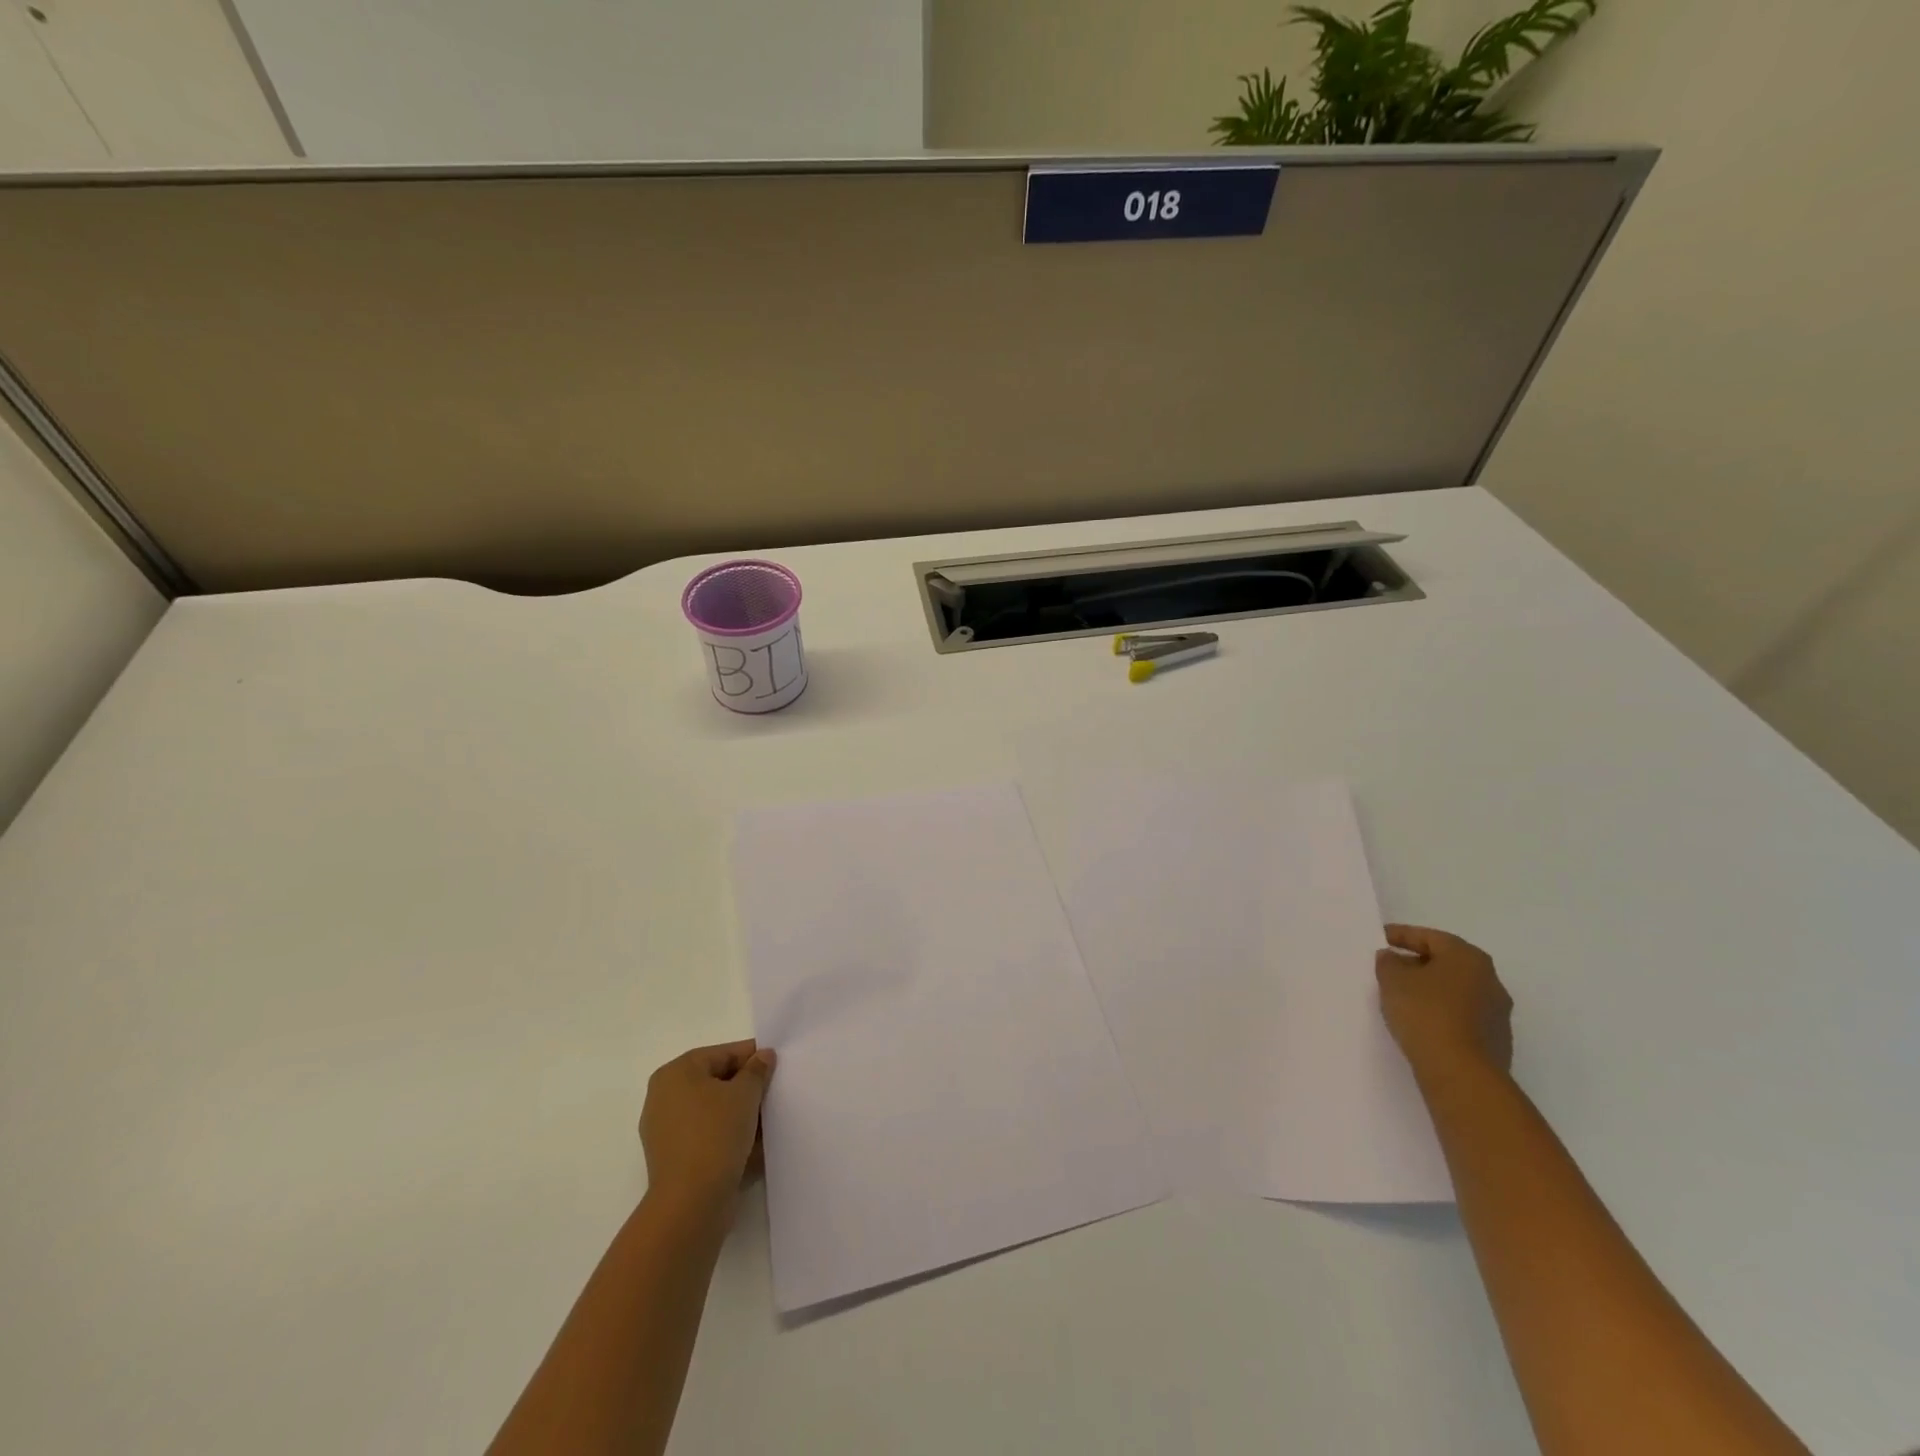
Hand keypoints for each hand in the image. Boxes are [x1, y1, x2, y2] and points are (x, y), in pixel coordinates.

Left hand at [639, 1040, 776, 1220]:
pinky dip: (727, 1135)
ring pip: (711, 1111)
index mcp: (676, 1073)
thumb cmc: (715, 1134)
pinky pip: (705, 1135)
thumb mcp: (745, 1094)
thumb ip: (756, 1070)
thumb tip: (763, 1057)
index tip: (777, 1064)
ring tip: (767, 1120)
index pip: (722, 1054)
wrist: (691, 1203)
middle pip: (715, 1081)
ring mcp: (665, 1130)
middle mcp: (664, 1097)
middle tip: (774, 1092)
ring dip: (738, 1113)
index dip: (752, 1057)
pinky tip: (753, 1144)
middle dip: (746, 1087)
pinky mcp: (672, 1159)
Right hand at [1375, 925, 1512, 1081]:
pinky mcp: (1496, 1040)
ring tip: (1401, 997)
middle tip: (1389, 968)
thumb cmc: (1426, 1014)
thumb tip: (1393, 958)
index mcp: (1468, 958)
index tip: (1379, 939)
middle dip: (1416, 963)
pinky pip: (1461, 1016)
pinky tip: (1420, 1022)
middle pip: (1446, 963)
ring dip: (1430, 990)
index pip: (1430, 937)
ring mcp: (1497, 1013)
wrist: (1461, 1073)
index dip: (1401, 935)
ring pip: (1455, 991)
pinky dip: (1441, 1013)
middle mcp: (1490, 980)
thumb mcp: (1393, 980)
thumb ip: (1388, 962)